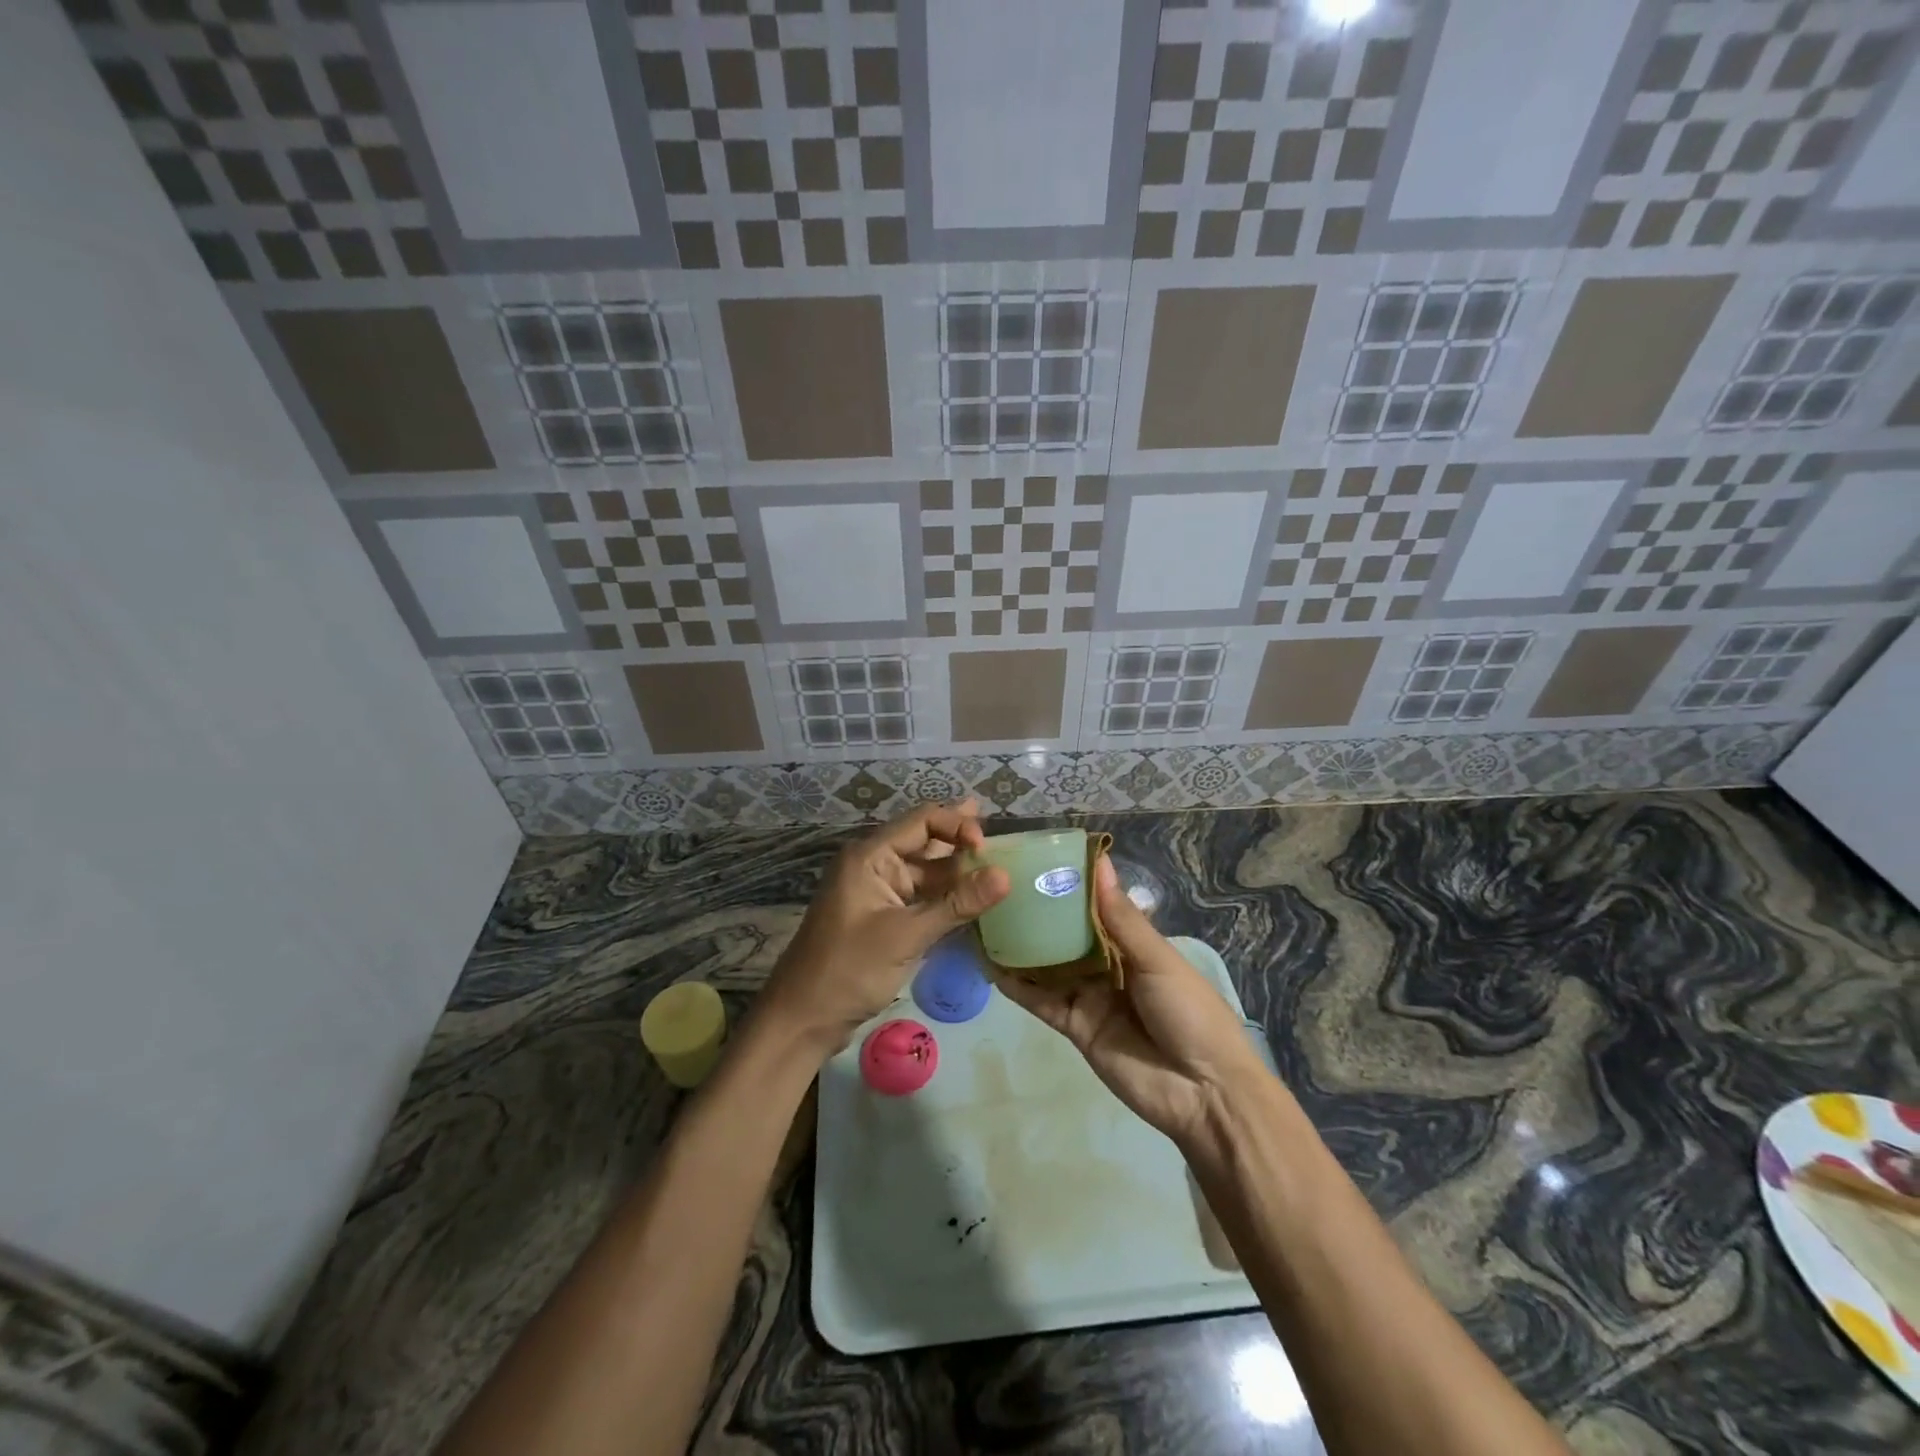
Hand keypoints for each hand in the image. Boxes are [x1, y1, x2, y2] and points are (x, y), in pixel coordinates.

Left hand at [757, 800, 1009, 1056]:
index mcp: (869, 856)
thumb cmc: (848, 970)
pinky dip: (946, 896)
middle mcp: (873, 866)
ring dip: (957, 871)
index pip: (921, 822)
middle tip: (1002, 837)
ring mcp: (878, 894)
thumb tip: (1005, 876)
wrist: (803, 1019)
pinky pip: (920, 897)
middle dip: (960, 840)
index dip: (957, 826)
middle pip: (924, 842)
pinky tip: (974, 897)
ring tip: (998, 865)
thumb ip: (957, 904)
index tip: (989, 849)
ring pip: (925, 872)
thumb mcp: (906, 936)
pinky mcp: (883, 919)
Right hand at [995, 856, 1269, 1148]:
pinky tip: (990, 964)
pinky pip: (1041, 1001)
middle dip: (1038, 913)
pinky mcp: (1074, 1026)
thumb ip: (1122, 918)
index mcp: (1133, 943)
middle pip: (1065, 934)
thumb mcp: (1158, 959)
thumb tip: (1099, 863)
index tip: (1036, 857)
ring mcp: (1088, 996)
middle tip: (998, 884)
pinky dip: (1017, 985)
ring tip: (984, 918)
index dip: (1069, 885)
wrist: (1202, 1092)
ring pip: (1048, 965)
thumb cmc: (1189, 1012)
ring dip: (1021, 946)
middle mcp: (1106, 965)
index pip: (1094, 906)